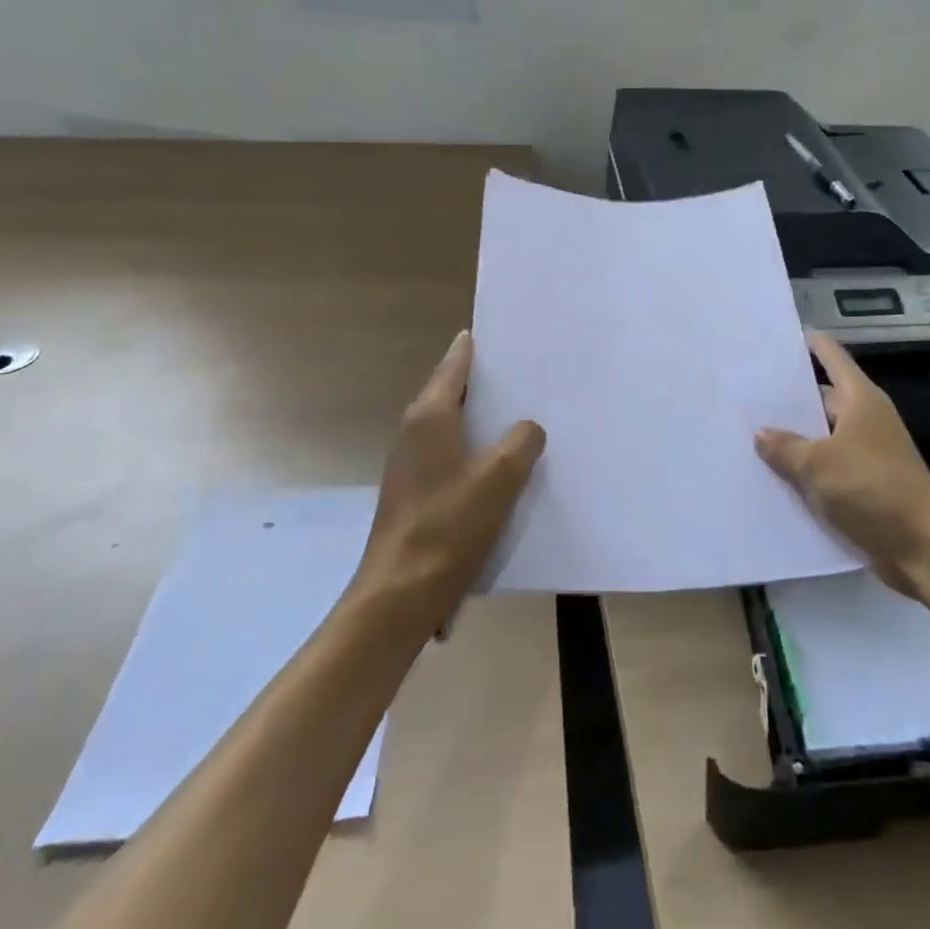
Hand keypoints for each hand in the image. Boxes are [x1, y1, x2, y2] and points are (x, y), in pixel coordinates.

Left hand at [356, 331, 544, 620]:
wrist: (399, 595)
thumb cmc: (449, 526)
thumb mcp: (501, 477)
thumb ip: (522, 441)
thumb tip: (527, 429)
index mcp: (429, 415)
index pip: (456, 363)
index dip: (479, 345)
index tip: (507, 333)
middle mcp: (413, 430)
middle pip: (455, 391)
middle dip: (490, 383)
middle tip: (530, 374)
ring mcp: (410, 462)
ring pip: (454, 425)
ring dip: (486, 420)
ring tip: (526, 416)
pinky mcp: (415, 491)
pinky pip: (452, 454)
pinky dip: (477, 449)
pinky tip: (505, 465)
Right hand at [755, 333, 929, 597]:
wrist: (923, 549)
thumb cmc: (871, 490)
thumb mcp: (818, 466)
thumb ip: (785, 447)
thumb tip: (761, 433)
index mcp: (860, 399)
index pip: (831, 357)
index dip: (807, 344)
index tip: (775, 339)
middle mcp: (865, 419)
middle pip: (823, 397)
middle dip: (789, 398)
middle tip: (746, 394)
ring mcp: (867, 452)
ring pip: (822, 436)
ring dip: (794, 438)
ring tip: (749, 434)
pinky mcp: (866, 484)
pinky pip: (828, 467)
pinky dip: (806, 469)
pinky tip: (773, 475)